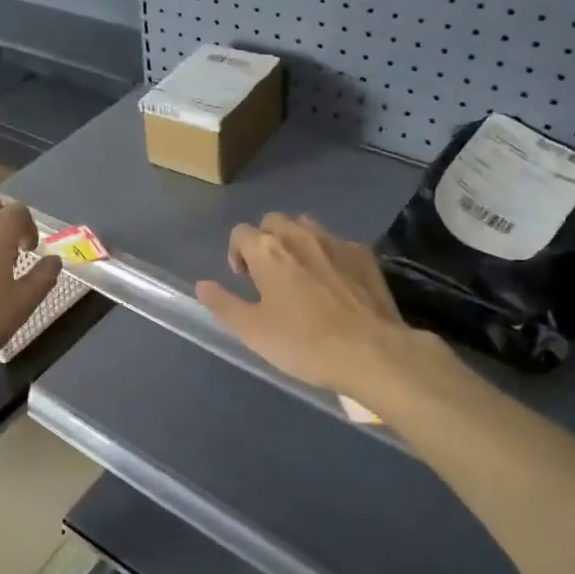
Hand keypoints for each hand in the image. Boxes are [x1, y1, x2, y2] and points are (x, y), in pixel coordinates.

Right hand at [197, 214, 423, 397]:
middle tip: (269, 275)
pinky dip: (327, 254)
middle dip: (265, 241)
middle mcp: (300, 235)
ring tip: (300, 275)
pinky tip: (334, 284)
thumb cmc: (304, 343)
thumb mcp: (252, 331)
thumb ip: (223, 304)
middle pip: (273, 221)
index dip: (236, 253)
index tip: (244, 280)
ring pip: (306, 226)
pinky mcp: (364, 255)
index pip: (240, 233)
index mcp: (268, 251)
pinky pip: (336, 243)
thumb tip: (202, 284)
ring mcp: (336, 242)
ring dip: (295, 242)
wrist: (372, 352)